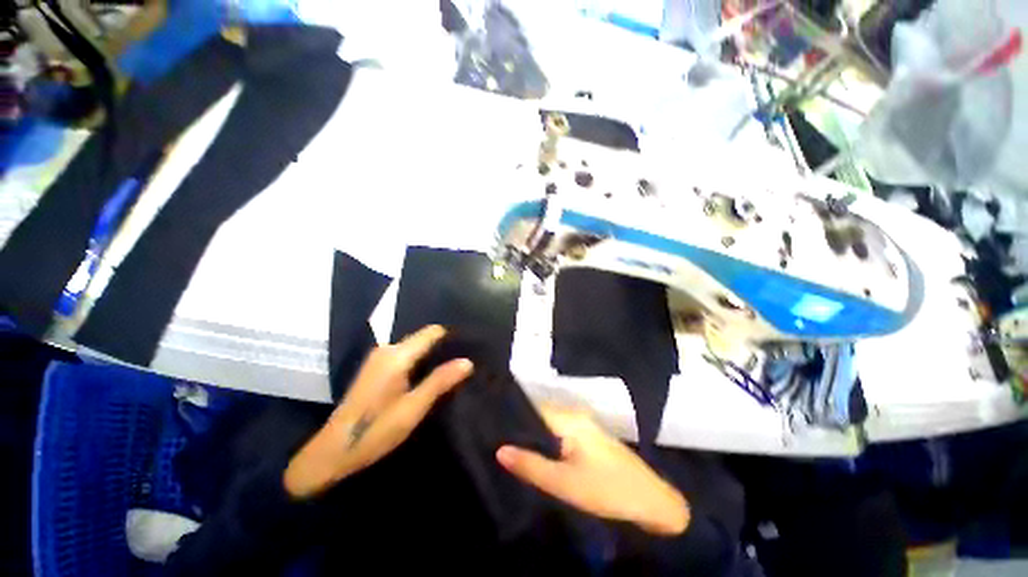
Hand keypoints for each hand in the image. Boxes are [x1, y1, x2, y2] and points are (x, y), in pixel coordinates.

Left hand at [284, 325, 472, 498]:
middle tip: (464, 361)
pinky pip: (405, 355)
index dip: (451, 337)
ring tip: (451, 368)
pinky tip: (428, 375)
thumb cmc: (375, 431)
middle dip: (443, 347)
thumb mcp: (413, 408)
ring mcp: (378, 357)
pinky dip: (420, 361)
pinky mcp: (375, 367)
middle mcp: (387, 349)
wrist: (332, 451)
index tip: (470, 346)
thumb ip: (440, 381)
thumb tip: (467, 361)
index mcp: (397, 355)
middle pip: (423, 338)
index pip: (431, 332)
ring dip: (432, 355)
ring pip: (414, 347)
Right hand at [496, 406, 689, 535]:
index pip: (533, 407)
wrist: (652, 502)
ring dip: (534, 435)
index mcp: (569, 419)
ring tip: (510, 445)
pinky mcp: (590, 439)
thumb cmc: (606, 490)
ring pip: (550, 425)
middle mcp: (576, 416)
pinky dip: (547, 441)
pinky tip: (538, 454)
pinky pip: (561, 434)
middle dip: (520, 426)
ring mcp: (585, 426)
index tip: (491, 423)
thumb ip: (531, 465)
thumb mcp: (564, 483)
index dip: (512, 414)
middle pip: (540, 415)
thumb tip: (499, 449)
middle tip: (496, 437)